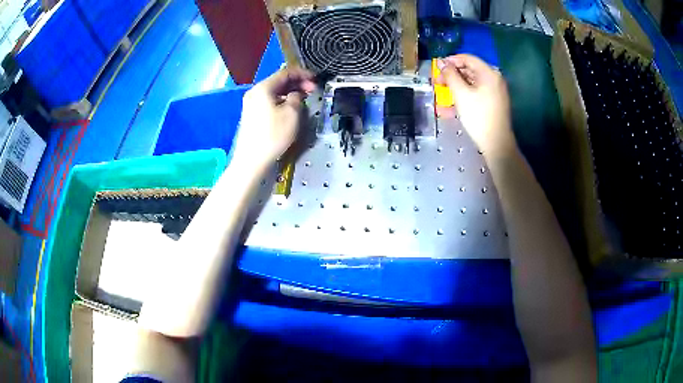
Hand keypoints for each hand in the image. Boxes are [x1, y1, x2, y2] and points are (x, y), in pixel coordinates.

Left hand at [232, 68, 316, 168]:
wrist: (251, 160)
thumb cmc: (273, 135)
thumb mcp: (292, 113)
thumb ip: (297, 97)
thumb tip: (296, 94)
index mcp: (263, 88)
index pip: (285, 73)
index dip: (302, 74)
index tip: (316, 80)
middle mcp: (255, 92)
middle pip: (278, 81)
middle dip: (297, 83)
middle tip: (312, 90)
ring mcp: (251, 103)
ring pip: (274, 91)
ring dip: (290, 92)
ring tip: (303, 99)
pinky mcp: (252, 114)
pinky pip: (269, 101)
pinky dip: (281, 100)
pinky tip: (290, 108)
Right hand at [436, 54, 515, 155]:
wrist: (496, 143)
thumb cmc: (478, 116)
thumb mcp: (460, 94)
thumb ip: (450, 75)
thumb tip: (441, 62)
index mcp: (489, 73)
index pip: (467, 58)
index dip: (451, 60)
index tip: (437, 68)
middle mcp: (494, 79)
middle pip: (470, 70)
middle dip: (452, 75)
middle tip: (438, 83)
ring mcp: (495, 92)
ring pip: (472, 83)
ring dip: (456, 87)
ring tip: (442, 95)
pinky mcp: (494, 103)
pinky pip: (476, 94)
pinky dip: (464, 96)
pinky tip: (451, 107)